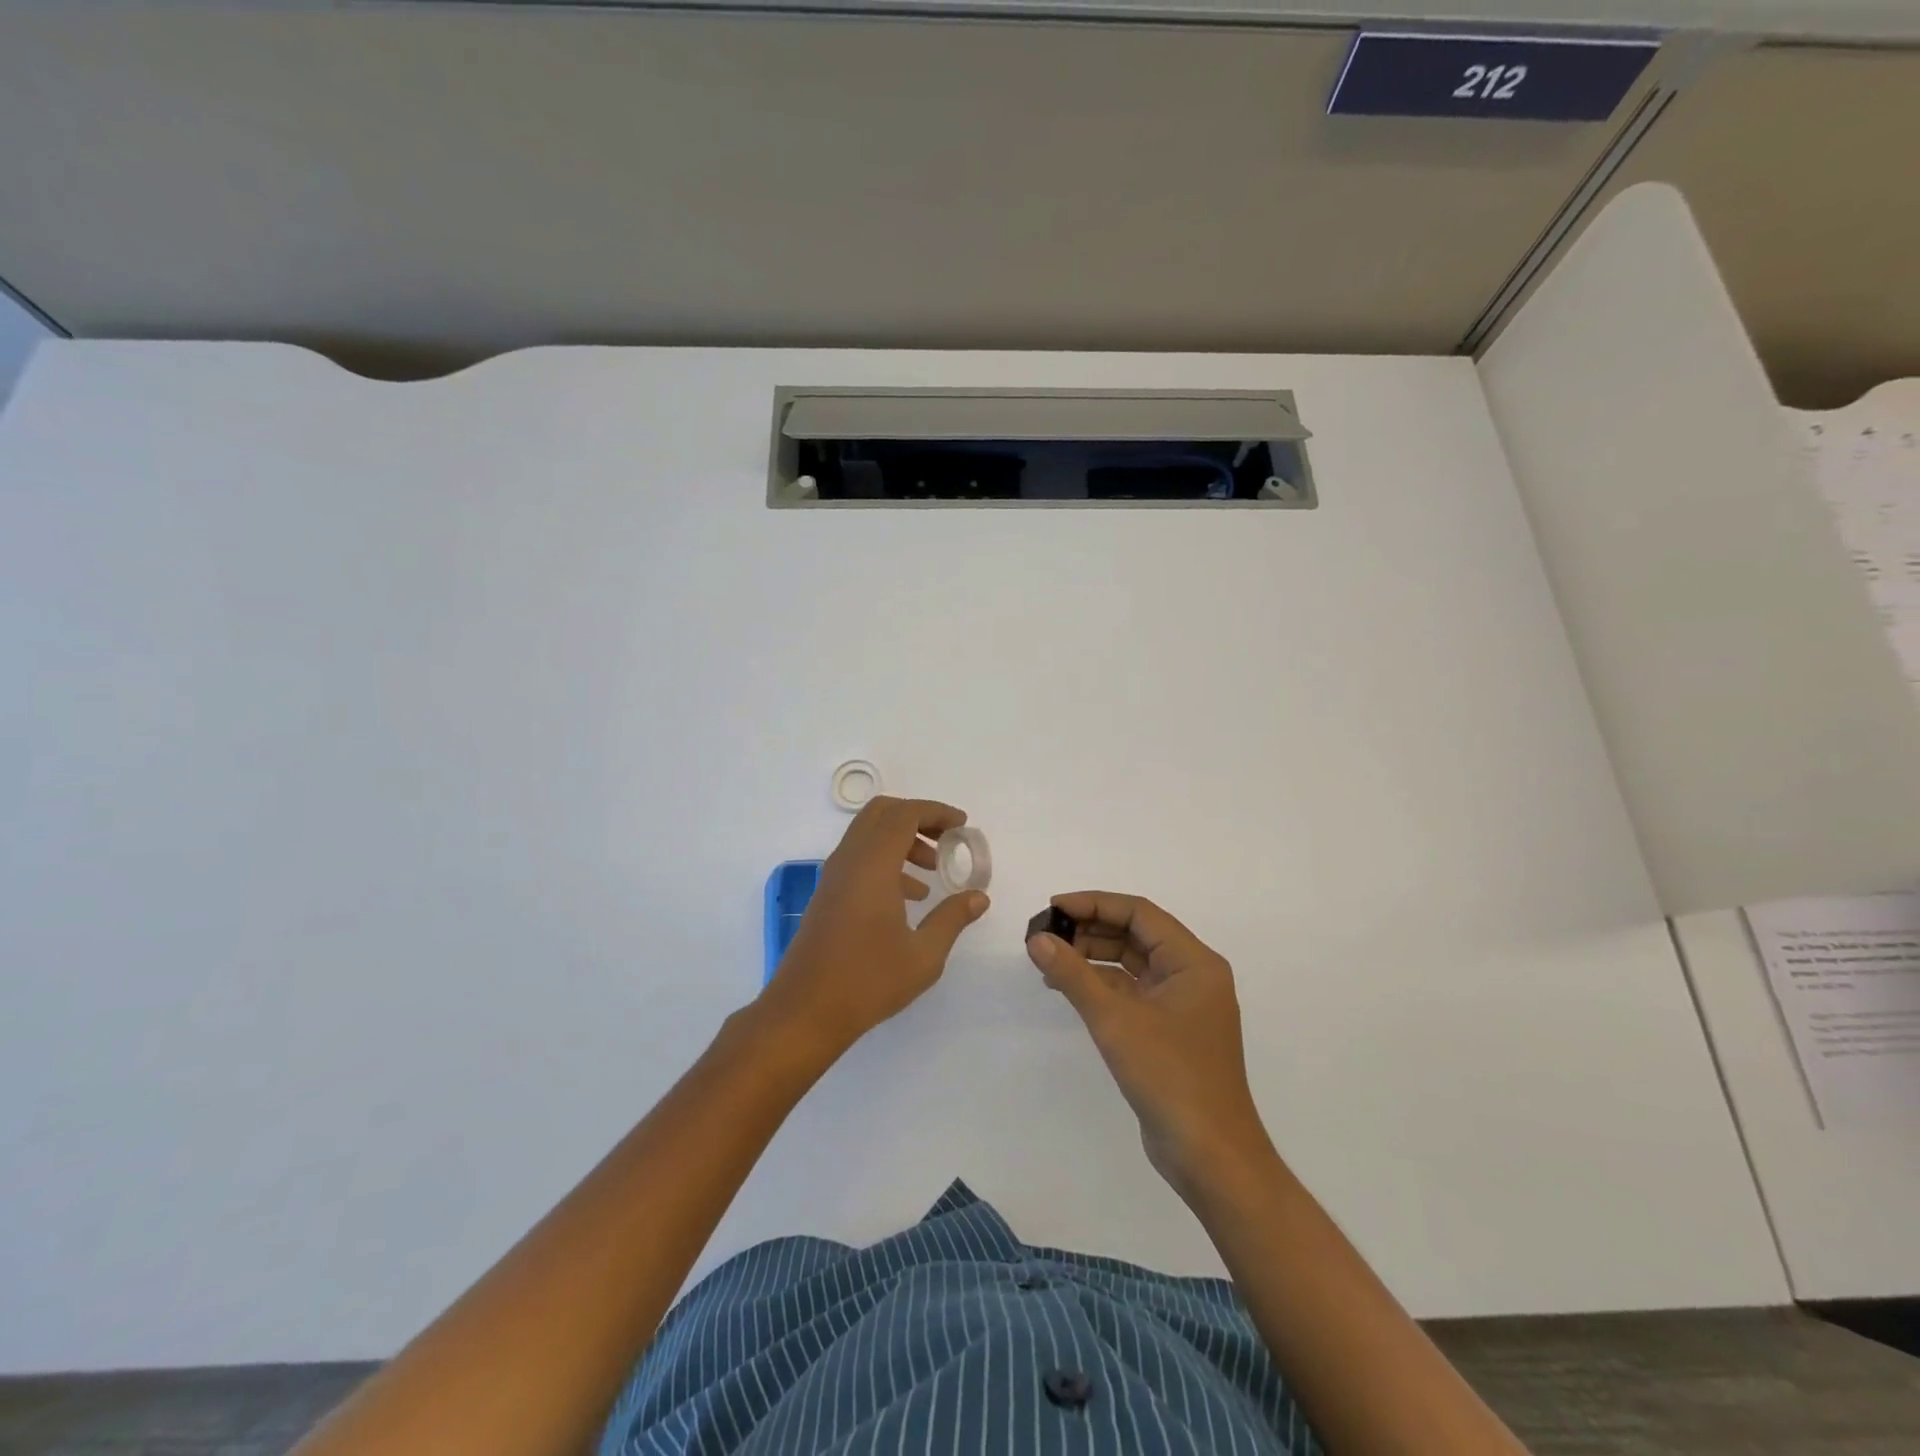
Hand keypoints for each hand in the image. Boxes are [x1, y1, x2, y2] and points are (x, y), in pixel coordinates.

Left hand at [761, 796, 989, 1056]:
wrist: (804, 1012)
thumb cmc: (868, 981)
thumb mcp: (924, 955)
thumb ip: (952, 918)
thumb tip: (978, 897)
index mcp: (872, 865)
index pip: (905, 815)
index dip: (936, 812)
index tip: (962, 825)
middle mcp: (849, 861)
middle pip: (881, 813)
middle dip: (917, 817)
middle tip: (946, 838)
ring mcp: (833, 877)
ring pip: (868, 834)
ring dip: (902, 839)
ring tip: (932, 870)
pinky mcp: (827, 895)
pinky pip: (859, 858)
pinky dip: (886, 859)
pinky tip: (908, 897)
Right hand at [1027, 892, 1270, 1198]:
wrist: (1210, 1156)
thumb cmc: (1170, 1077)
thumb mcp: (1115, 1020)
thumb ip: (1073, 975)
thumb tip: (1037, 939)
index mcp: (1193, 962)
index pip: (1139, 913)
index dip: (1094, 904)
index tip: (1053, 908)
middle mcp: (1192, 975)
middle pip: (1135, 935)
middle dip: (1090, 930)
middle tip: (1045, 933)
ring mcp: (1182, 1004)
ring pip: (1131, 963)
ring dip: (1092, 957)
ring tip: (1049, 958)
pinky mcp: (1169, 1030)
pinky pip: (1132, 991)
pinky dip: (1101, 985)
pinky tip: (1067, 988)